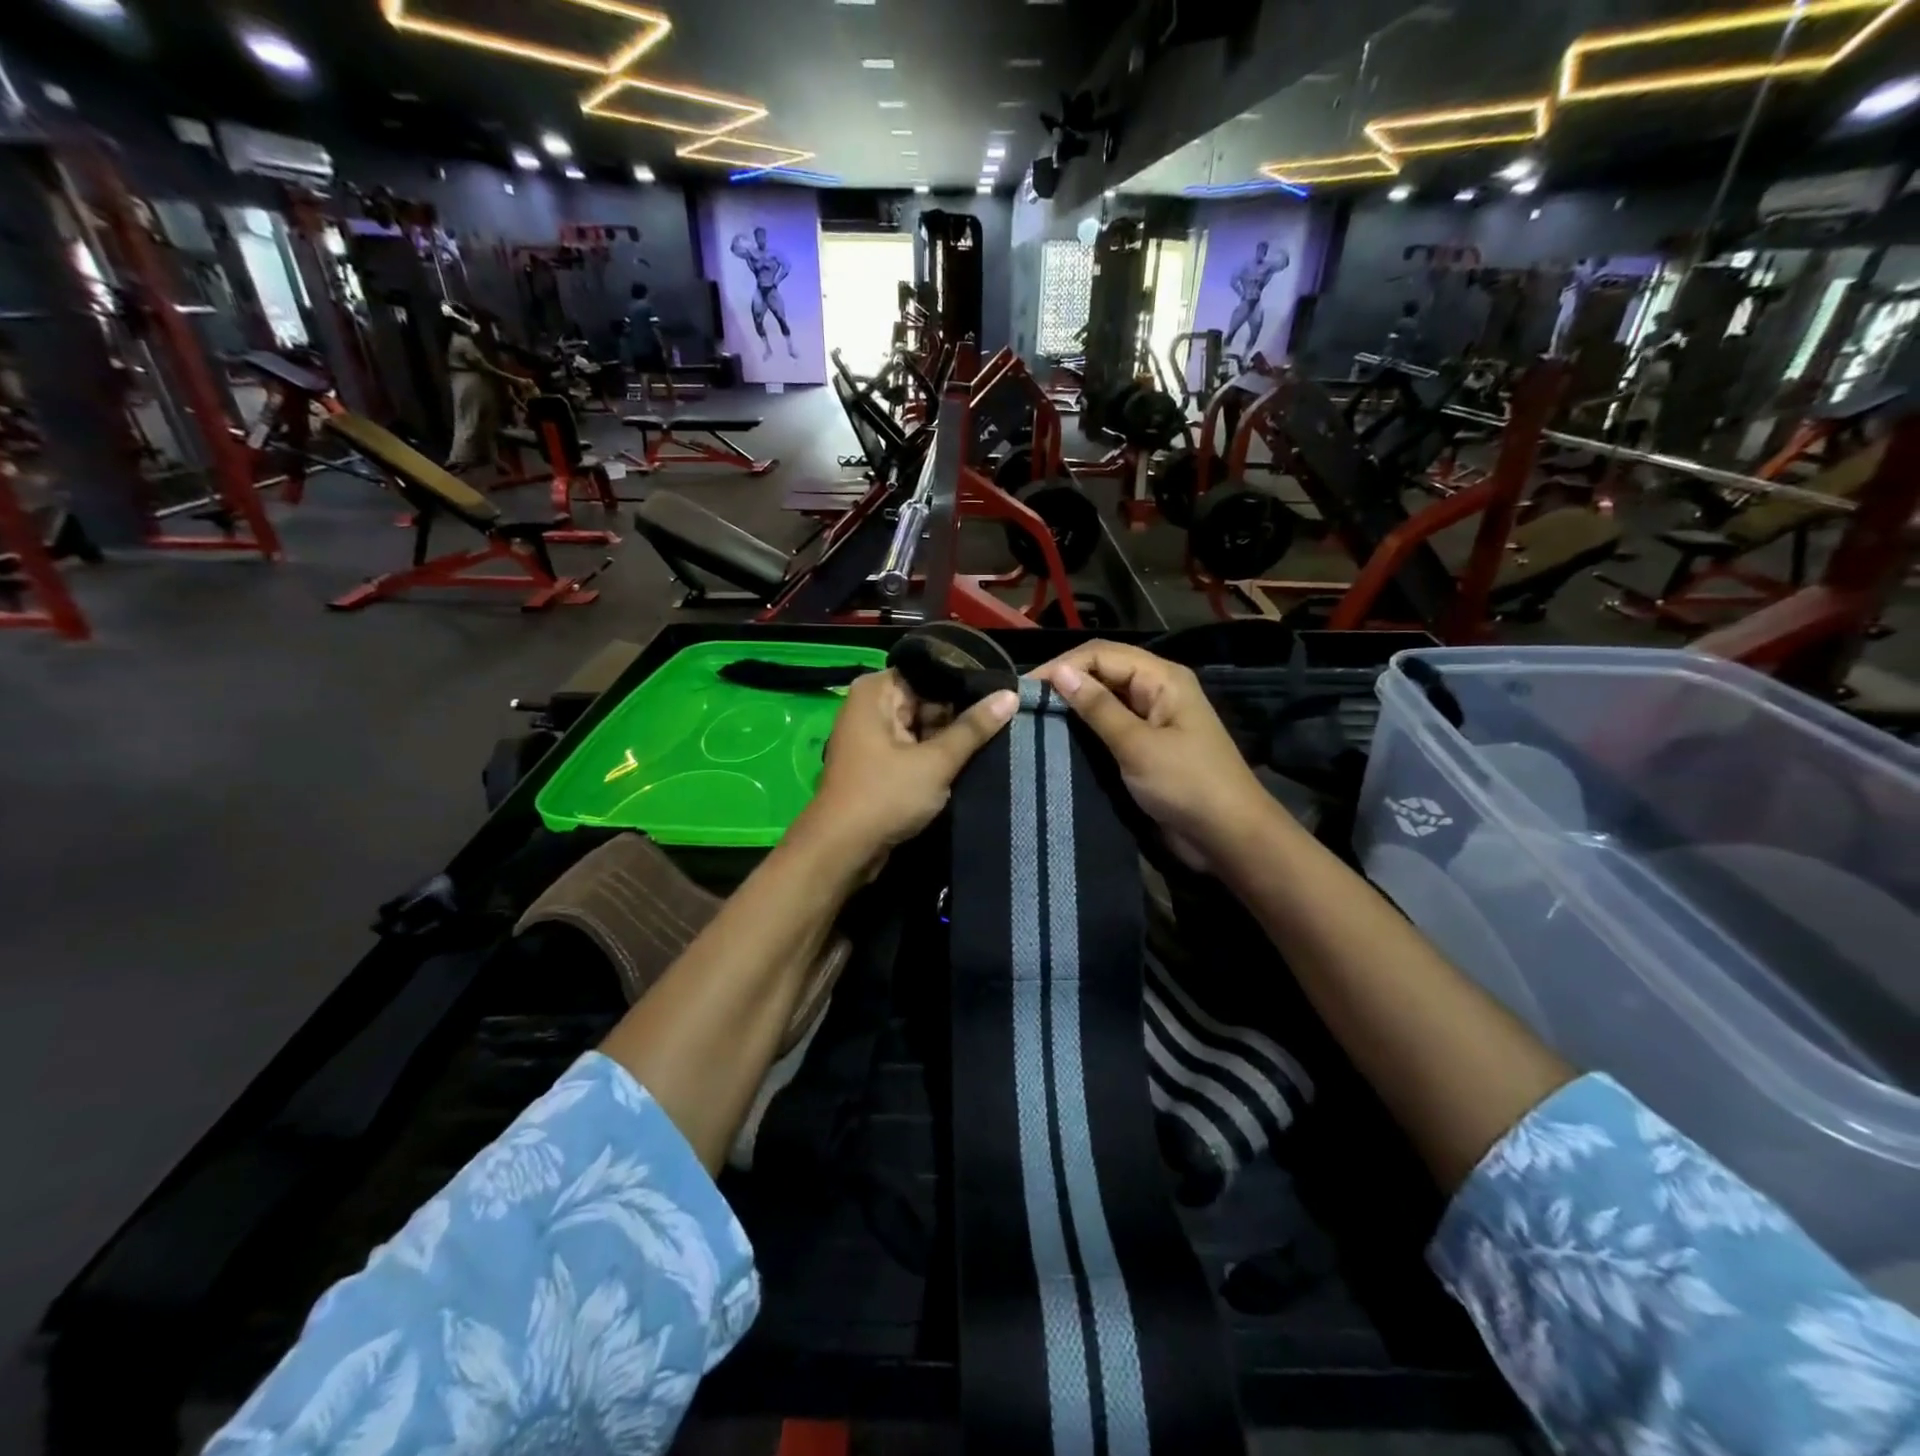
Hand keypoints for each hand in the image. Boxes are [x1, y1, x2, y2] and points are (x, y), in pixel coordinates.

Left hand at [792, 670, 1017, 872]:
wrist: (842, 850)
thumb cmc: (885, 796)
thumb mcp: (936, 761)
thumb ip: (973, 728)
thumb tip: (1009, 695)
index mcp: (876, 691)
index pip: (929, 672)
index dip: (965, 682)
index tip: (1002, 690)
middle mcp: (871, 706)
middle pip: (927, 698)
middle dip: (961, 712)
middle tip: (1007, 716)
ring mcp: (874, 736)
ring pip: (923, 725)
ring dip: (951, 737)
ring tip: (998, 735)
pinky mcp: (879, 763)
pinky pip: (914, 748)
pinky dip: (936, 755)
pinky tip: (970, 759)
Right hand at [1031, 642, 1272, 872]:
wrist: (1228, 836)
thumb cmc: (1185, 784)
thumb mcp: (1137, 745)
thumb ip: (1098, 708)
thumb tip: (1059, 672)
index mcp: (1162, 678)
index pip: (1102, 654)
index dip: (1063, 666)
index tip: (1025, 690)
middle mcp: (1157, 690)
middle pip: (1103, 671)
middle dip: (1066, 682)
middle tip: (1026, 705)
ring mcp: (1153, 718)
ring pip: (1105, 698)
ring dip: (1074, 705)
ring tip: (1036, 719)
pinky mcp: (1147, 745)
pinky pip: (1111, 724)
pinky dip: (1087, 727)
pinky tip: (1061, 738)